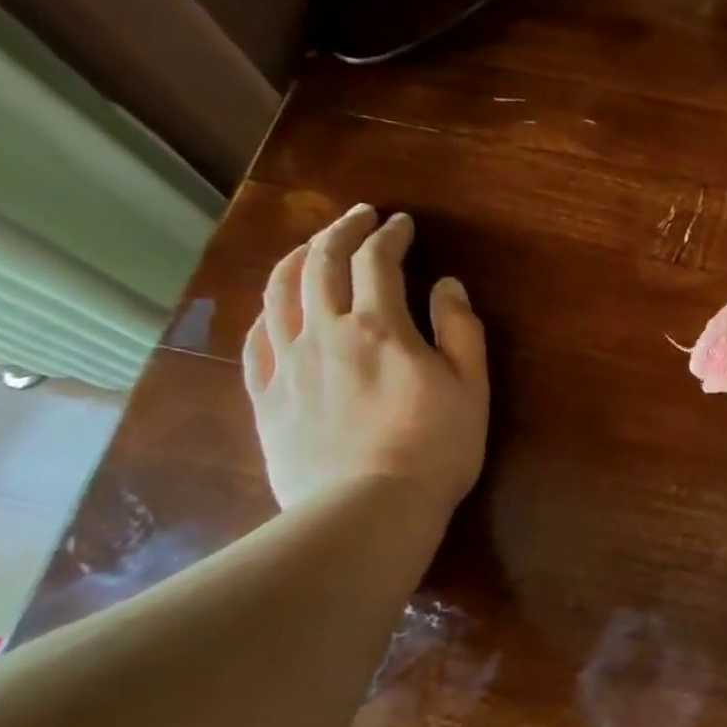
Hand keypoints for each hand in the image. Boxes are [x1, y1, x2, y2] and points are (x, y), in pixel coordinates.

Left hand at [244, 204, 488, 518]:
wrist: (368, 509)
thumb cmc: (435, 448)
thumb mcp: (470, 387)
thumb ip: (460, 330)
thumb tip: (447, 285)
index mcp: (379, 328)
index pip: (377, 262)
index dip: (389, 235)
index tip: (401, 223)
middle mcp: (325, 333)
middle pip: (319, 264)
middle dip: (339, 232)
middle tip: (357, 217)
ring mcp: (288, 364)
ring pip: (279, 294)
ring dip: (295, 259)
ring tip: (310, 247)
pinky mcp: (266, 398)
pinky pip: (255, 340)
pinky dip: (266, 311)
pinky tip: (275, 308)